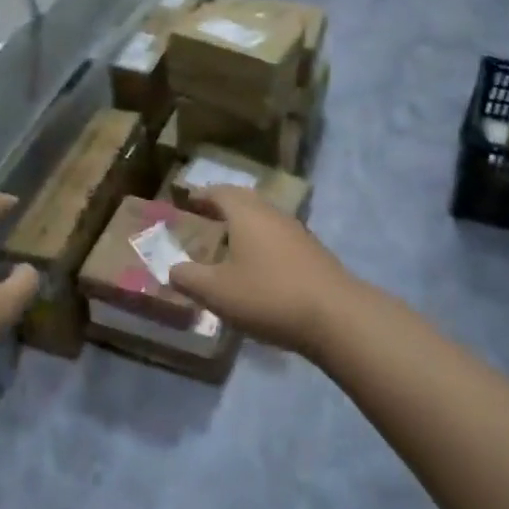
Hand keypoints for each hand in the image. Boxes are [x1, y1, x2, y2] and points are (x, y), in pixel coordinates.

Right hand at [170, 186, 357, 355]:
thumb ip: (189, 278)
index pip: (219, 192)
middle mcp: (272, 214)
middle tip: (205, 216)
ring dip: (244, 225)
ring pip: (264, 219)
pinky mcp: (313, 253)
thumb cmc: (268, 296)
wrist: (336, 316)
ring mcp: (297, 232)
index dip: (201, 194)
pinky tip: (257, 266)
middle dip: (223, 205)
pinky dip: (262, 243)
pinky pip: (279, 237)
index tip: (187, 199)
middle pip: (244, 200)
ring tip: (228, 242)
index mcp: (246, 214)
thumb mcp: (217, 292)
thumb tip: (172, 269)